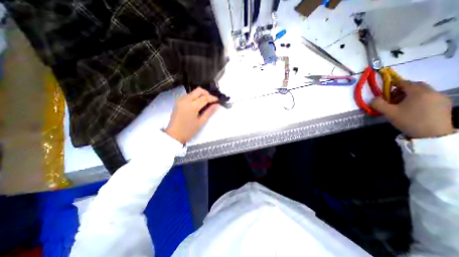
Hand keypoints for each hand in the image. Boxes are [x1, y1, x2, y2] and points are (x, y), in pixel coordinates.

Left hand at [166, 87, 219, 144]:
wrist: (174, 135)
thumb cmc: (188, 131)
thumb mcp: (201, 122)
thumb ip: (209, 112)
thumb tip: (216, 105)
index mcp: (192, 106)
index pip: (204, 98)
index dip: (212, 98)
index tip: (218, 100)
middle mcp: (185, 100)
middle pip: (198, 90)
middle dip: (207, 93)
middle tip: (211, 100)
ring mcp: (181, 100)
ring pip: (193, 92)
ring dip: (201, 95)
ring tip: (206, 103)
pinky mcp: (178, 102)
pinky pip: (189, 96)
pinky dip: (195, 97)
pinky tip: (198, 104)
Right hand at [369, 80, 454, 137]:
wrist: (432, 134)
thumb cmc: (408, 120)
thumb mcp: (388, 112)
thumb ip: (378, 104)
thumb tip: (374, 99)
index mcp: (418, 92)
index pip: (404, 82)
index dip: (393, 85)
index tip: (386, 91)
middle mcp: (432, 92)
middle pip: (415, 86)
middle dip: (402, 90)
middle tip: (393, 99)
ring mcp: (441, 98)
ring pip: (422, 91)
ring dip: (410, 95)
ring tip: (402, 105)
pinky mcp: (445, 104)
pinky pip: (429, 97)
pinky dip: (419, 99)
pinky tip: (413, 108)